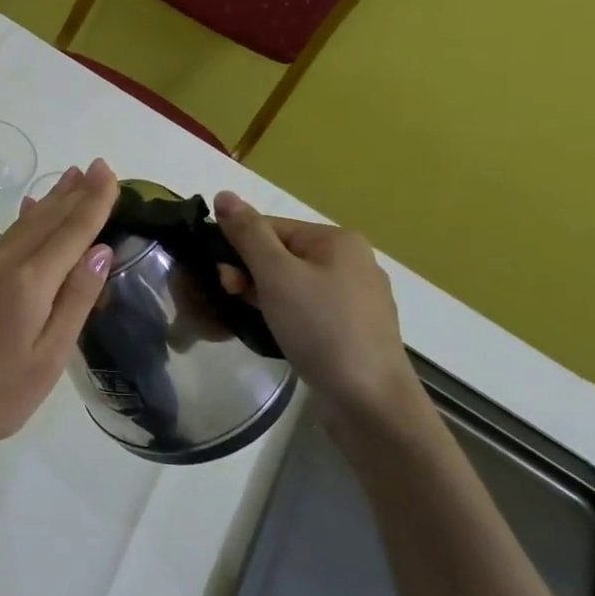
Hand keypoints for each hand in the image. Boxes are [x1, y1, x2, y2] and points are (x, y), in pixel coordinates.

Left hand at [0, 159, 117, 471]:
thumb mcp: (48, 357)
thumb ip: (75, 301)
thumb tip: (100, 251)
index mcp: (29, 283)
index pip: (71, 232)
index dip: (93, 202)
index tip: (109, 172)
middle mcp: (4, 265)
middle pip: (46, 220)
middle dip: (74, 193)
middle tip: (97, 166)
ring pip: (24, 225)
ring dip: (50, 201)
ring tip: (71, 178)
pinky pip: (6, 238)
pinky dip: (25, 220)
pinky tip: (30, 211)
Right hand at [211, 191, 422, 426]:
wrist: (370, 401)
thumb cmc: (321, 328)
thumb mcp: (276, 275)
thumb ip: (247, 233)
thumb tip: (223, 194)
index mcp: (337, 239)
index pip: (269, 228)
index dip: (238, 250)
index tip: (224, 281)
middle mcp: (351, 261)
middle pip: (279, 254)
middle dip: (250, 275)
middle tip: (234, 301)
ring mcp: (355, 297)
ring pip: (290, 284)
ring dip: (263, 297)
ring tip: (253, 320)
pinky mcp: (352, 328)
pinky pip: (306, 309)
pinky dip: (284, 316)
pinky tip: (276, 333)